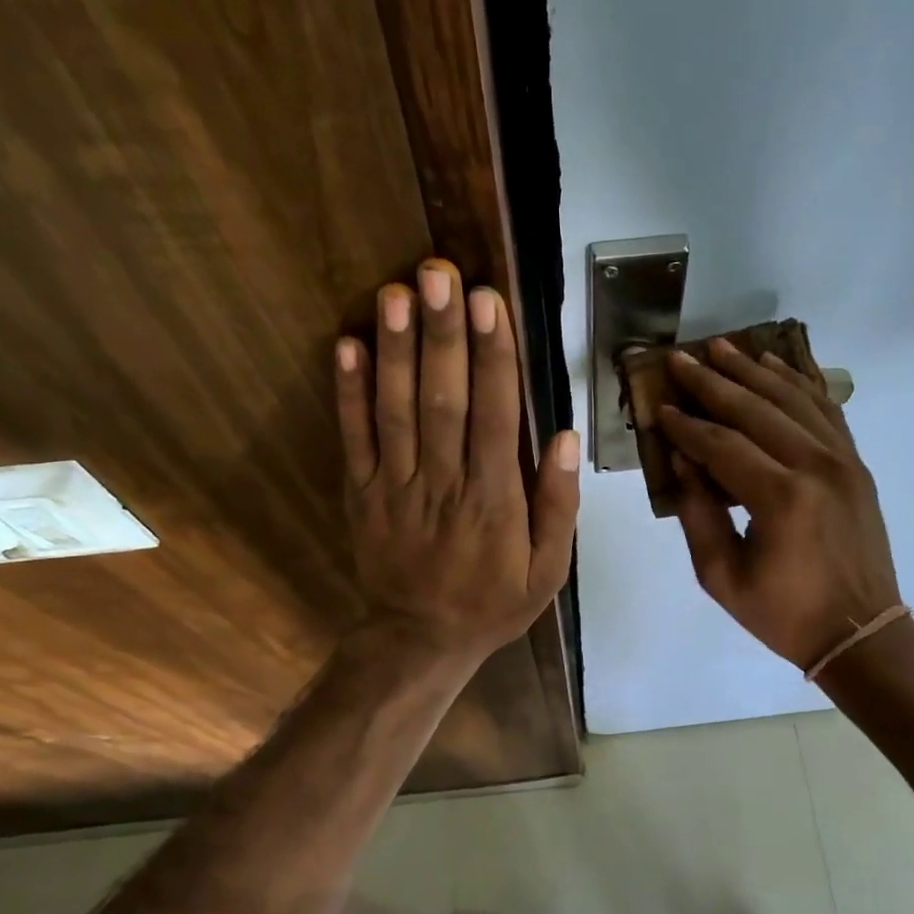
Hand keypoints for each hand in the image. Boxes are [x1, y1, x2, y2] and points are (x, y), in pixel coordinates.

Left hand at [335, 259, 579, 666]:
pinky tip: (348, 344)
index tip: (490, 302)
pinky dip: (348, 392)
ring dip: (396, 350)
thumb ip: (559, 505)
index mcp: (495, 501)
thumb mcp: (548, 571)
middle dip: (442, 335)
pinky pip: (354, 439)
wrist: (420, 640)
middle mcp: (444, 484)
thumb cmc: (492, 603)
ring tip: (397, 292)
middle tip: (438, 274)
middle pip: (443, 401)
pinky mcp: (362, 494)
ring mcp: (396, 487)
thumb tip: (566, 437)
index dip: (492, 357)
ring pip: (396, 411)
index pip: (495, 416)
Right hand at [660, 340, 901, 670]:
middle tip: (681, 359)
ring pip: (793, 400)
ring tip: (723, 348)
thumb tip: (682, 460)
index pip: (721, 445)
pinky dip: (800, 385)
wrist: (861, 632)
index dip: (686, 425)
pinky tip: (776, 367)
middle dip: (713, 382)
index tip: (659, 407)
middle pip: (756, 409)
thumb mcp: (722, 577)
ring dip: (755, 371)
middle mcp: (815, 466)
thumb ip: (698, 515)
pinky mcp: (856, 465)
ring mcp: (843, 461)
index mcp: (780, 498)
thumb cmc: (784, 614)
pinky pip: (827, 410)